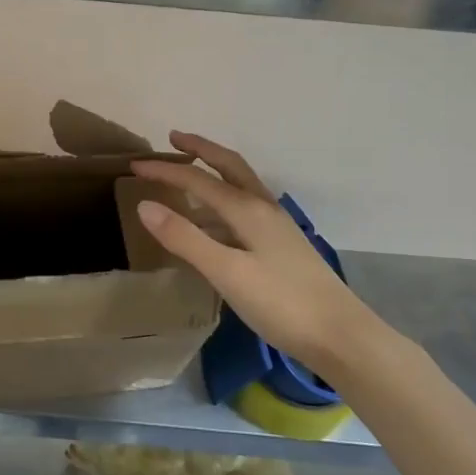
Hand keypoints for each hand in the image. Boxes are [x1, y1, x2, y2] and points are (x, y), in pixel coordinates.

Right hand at [131, 133, 390, 386]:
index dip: (165, 170)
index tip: (134, 165)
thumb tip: (144, 204)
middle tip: (174, 138)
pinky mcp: (282, 246)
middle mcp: (263, 208)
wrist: (341, 336)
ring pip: (240, 186)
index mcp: (248, 210)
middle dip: (201, 150)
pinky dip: (223, 201)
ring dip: (214, 172)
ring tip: (188, 175)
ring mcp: (277, 227)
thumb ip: (185, 238)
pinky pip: (245, 208)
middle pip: (229, 166)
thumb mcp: (226, 272)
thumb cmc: (281, 303)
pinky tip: (214, 222)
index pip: (198, 179)